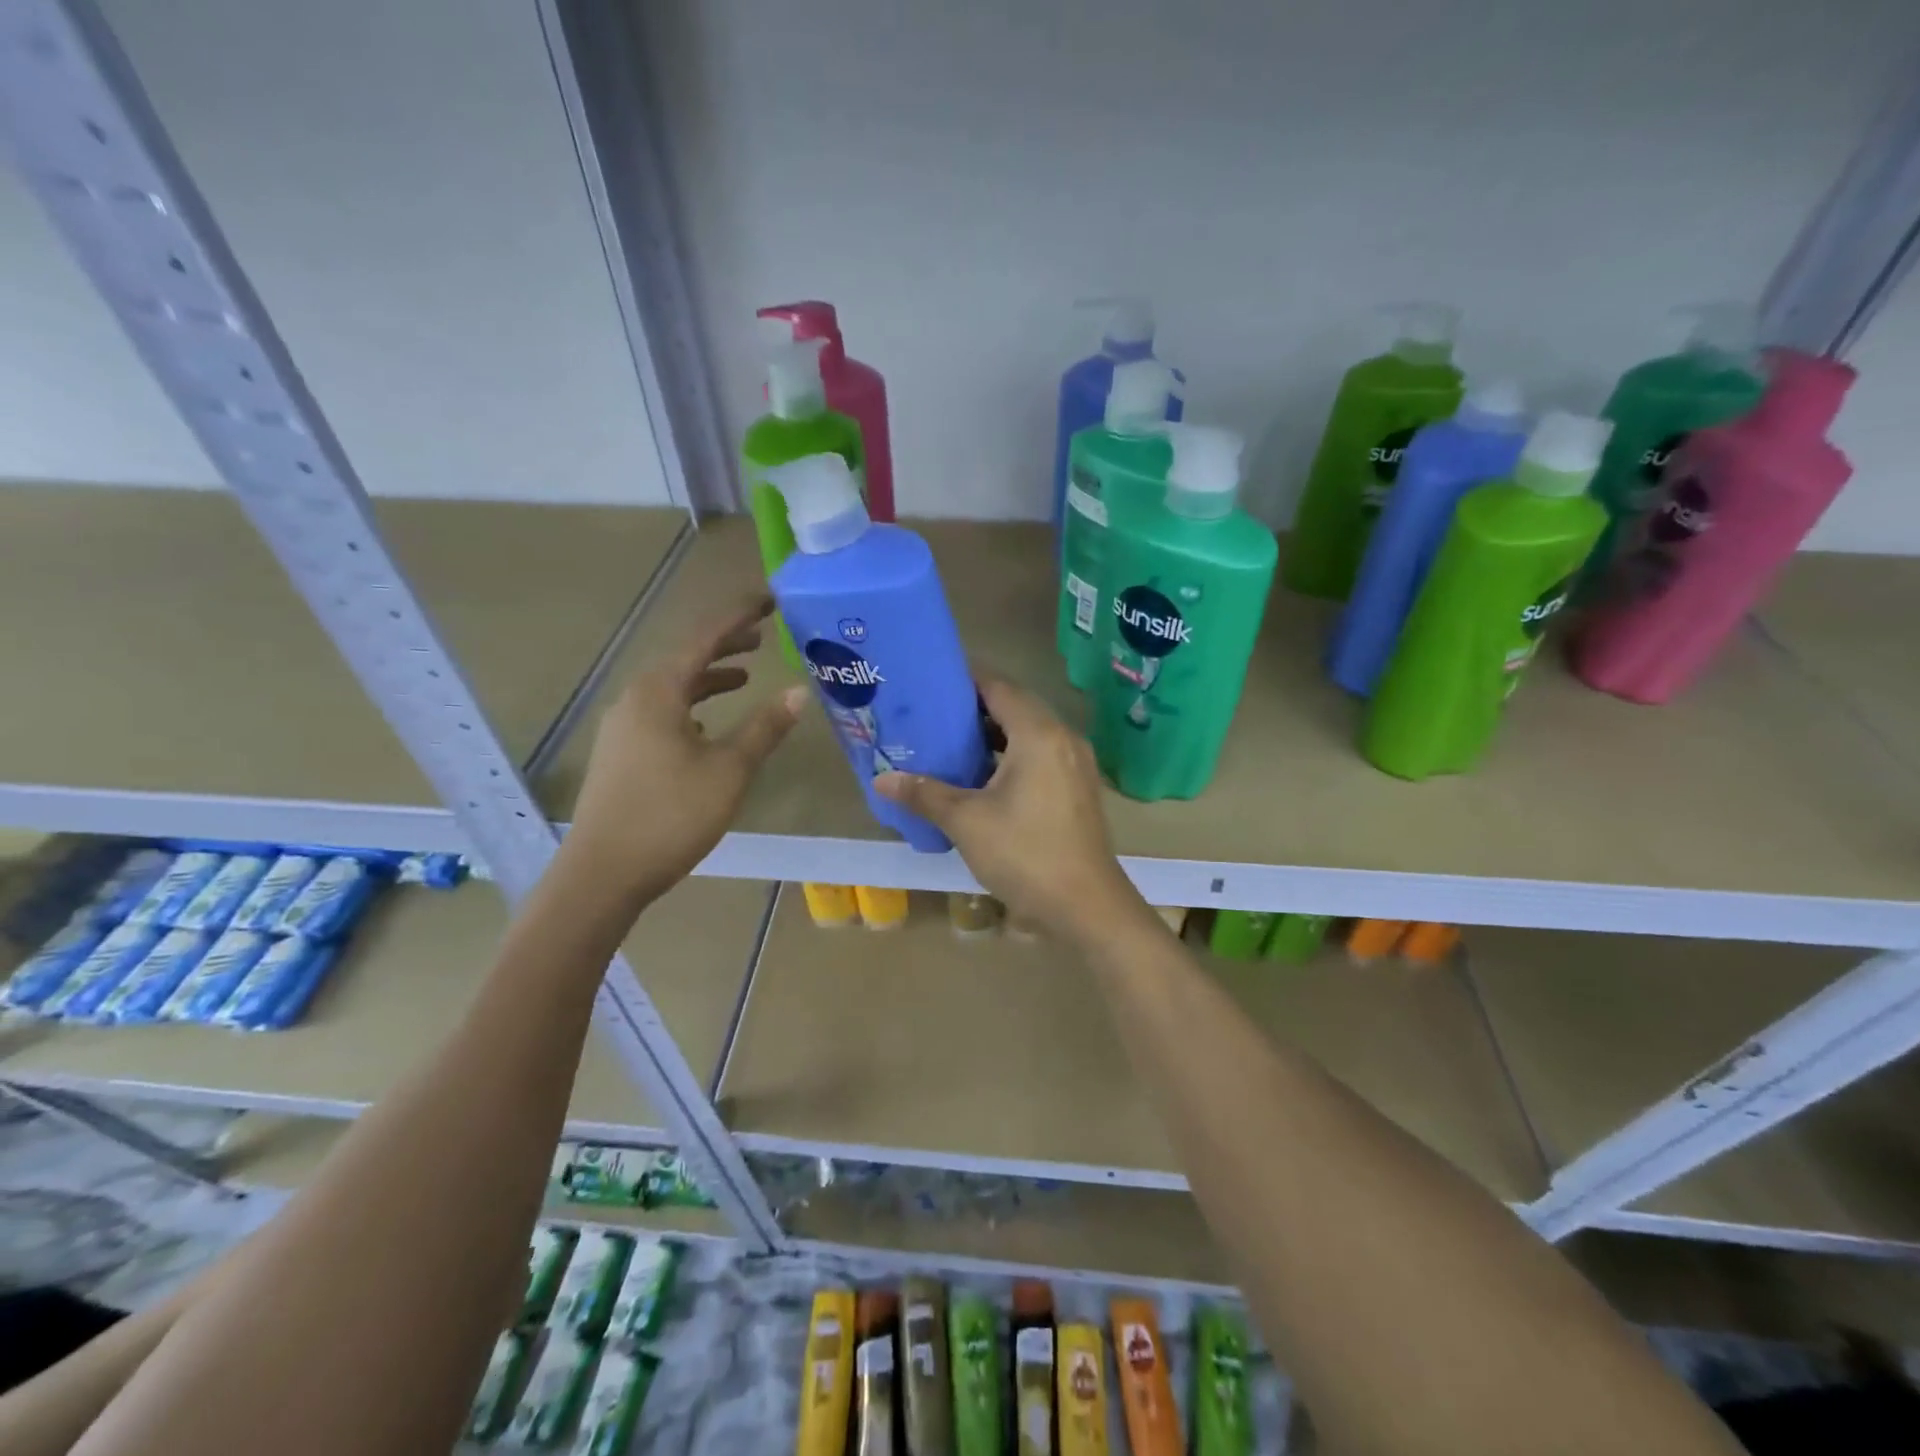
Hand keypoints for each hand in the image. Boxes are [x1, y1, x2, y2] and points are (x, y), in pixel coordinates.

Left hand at [565, 596, 805, 900]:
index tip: (769, 599)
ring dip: (709, 676)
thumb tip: (799, 692)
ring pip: (672, 687)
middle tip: (762, 634)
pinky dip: (692, 705)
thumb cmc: (670, 816)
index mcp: (659, 692)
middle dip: (724, 644)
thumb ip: (765, 728)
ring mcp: (623, 727)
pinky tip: (708, 726)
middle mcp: (635, 699)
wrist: (602, 873)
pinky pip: (662, 711)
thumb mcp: (729, 771)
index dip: (738, 616)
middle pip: (685, 658)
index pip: (704, 638)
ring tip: (744, 675)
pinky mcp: (621, 752)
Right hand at [875, 669, 1144, 943]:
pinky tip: (983, 775)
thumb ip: (925, 794)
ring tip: (951, 741)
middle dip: (975, 707)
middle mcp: (1062, 738)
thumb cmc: (1025, 854)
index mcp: (1038, 734)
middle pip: (1015, 705)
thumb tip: (881, 780)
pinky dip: (1012, 754)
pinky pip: (1041, 754)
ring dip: (994, 733)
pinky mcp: (1078, 787)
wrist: (1086, 906)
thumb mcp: (967, 822)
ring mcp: (1075, 763)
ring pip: (1029, 732)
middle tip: (932, 712)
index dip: (965, 679)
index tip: (931, 680)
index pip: (999, 687)